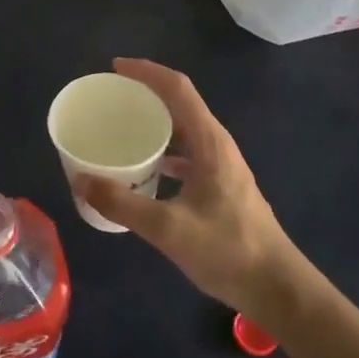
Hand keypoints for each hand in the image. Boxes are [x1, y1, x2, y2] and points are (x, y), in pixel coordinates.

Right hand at [77, 59, 309, 319]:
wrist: (278, 289)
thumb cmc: (228, 251)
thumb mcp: (169, 230)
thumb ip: (123, 204)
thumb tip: (81, 181)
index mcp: (209, 143)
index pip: (177, 88)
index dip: (146, 71)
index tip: (114, 68)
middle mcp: (217, 145)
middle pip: (179, 103)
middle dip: (145, 93)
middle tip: (109, 99)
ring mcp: (222, 165)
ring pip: (183, 129)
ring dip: (154, 123)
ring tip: (120, 129)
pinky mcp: (221, 185)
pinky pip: (187, 153)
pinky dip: (163, 150)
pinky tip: (144, 168)